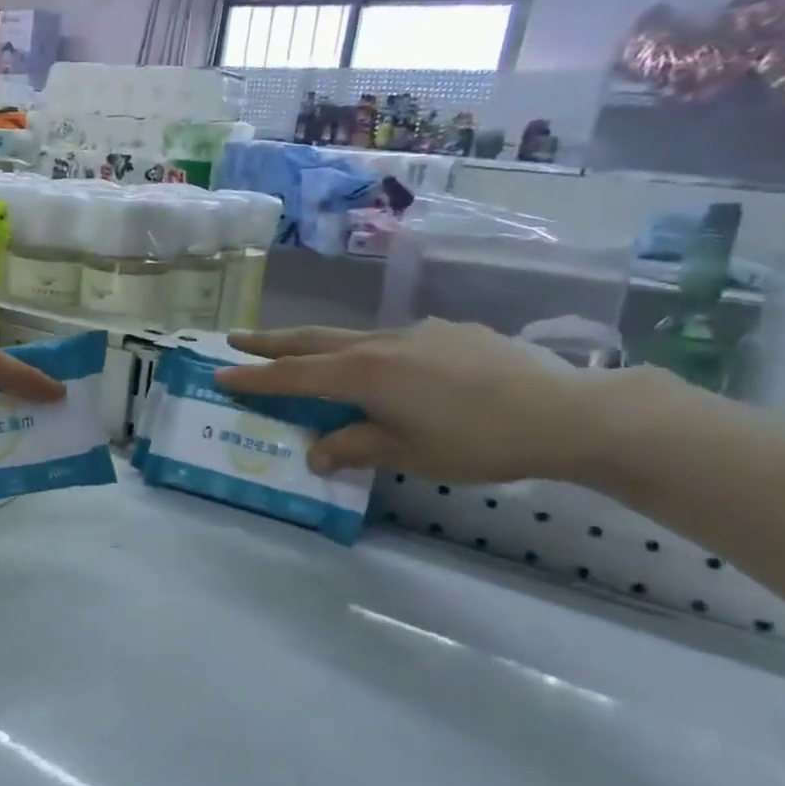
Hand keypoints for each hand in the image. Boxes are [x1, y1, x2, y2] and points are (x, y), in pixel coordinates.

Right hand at [217, 319, 636, 483]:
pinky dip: (370, 353)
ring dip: (317, 345)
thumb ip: (355, 447)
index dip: (254, 378)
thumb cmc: (477, 440)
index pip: (292, 377)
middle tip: (236, 339)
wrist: (565, 411)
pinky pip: (394, 342)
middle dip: (270, 342)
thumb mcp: (407, 454)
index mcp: (362, 374)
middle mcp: (379, 344)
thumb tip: (315, 453)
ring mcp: (415, 332)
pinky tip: (390, 371)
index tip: (219, 373)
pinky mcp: (448, 331)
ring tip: (303, 354)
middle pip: (311, 341)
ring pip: (350, 337)